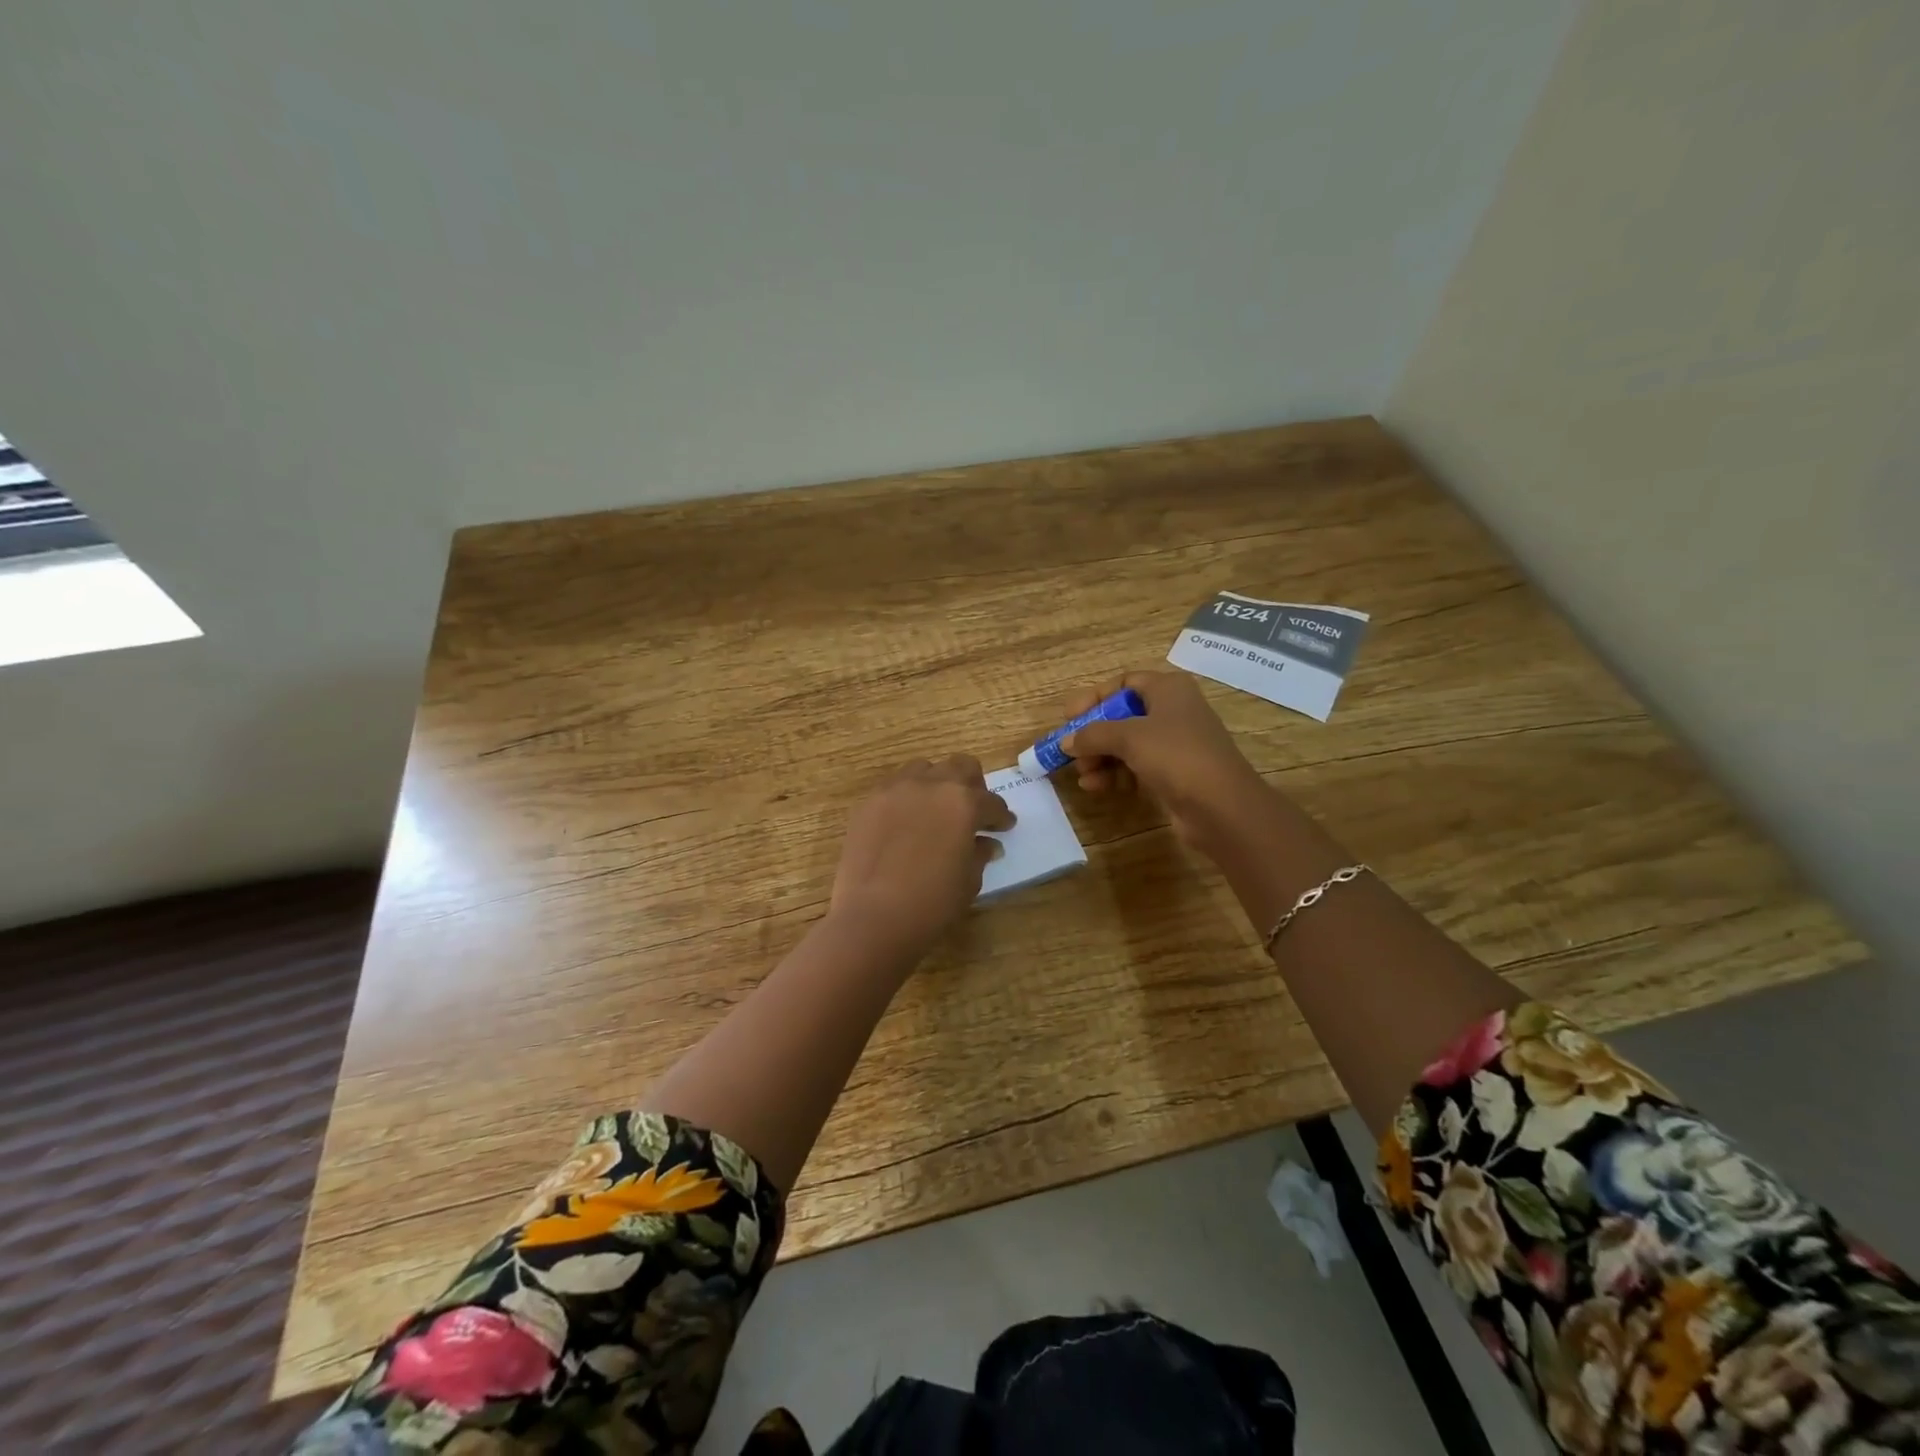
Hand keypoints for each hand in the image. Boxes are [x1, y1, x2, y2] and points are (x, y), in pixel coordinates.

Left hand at [829, 755, 1014, 947]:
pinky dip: (907, 798)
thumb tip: (987, 844)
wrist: (873, 916)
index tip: (1004, 827)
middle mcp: (930, 785)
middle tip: (973, 811)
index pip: (991, 802)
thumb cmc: (932, 903)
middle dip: (972, 786)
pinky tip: (906, 822)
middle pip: (960, 767)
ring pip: (924, 769)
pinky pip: (894, 787)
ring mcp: (895, 790)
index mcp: (963, 803)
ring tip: (936, 810)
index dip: (1001, 817)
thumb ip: (979, 854)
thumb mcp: (968, 881)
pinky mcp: (868, 803)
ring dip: (936, 784)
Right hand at [1059, 670, 1267, 848]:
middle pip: (1123, 716)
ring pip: (1128, 744)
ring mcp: (1176, 744)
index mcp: (1168, 689)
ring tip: (1083, 776)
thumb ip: (1092, 734)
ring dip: (1101, 758)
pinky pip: (1137, 767)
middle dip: (1094, 735)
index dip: (1095, 698)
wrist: (1222, 807)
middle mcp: (1174, 711)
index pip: (1124, 683)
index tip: (1070, 718)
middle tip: (1071, 752)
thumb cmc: (1176, 756)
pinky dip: (1116, 774)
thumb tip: (1066, 741)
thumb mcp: (1128, 737)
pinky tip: (1097, 787)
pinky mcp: (1174, 774)